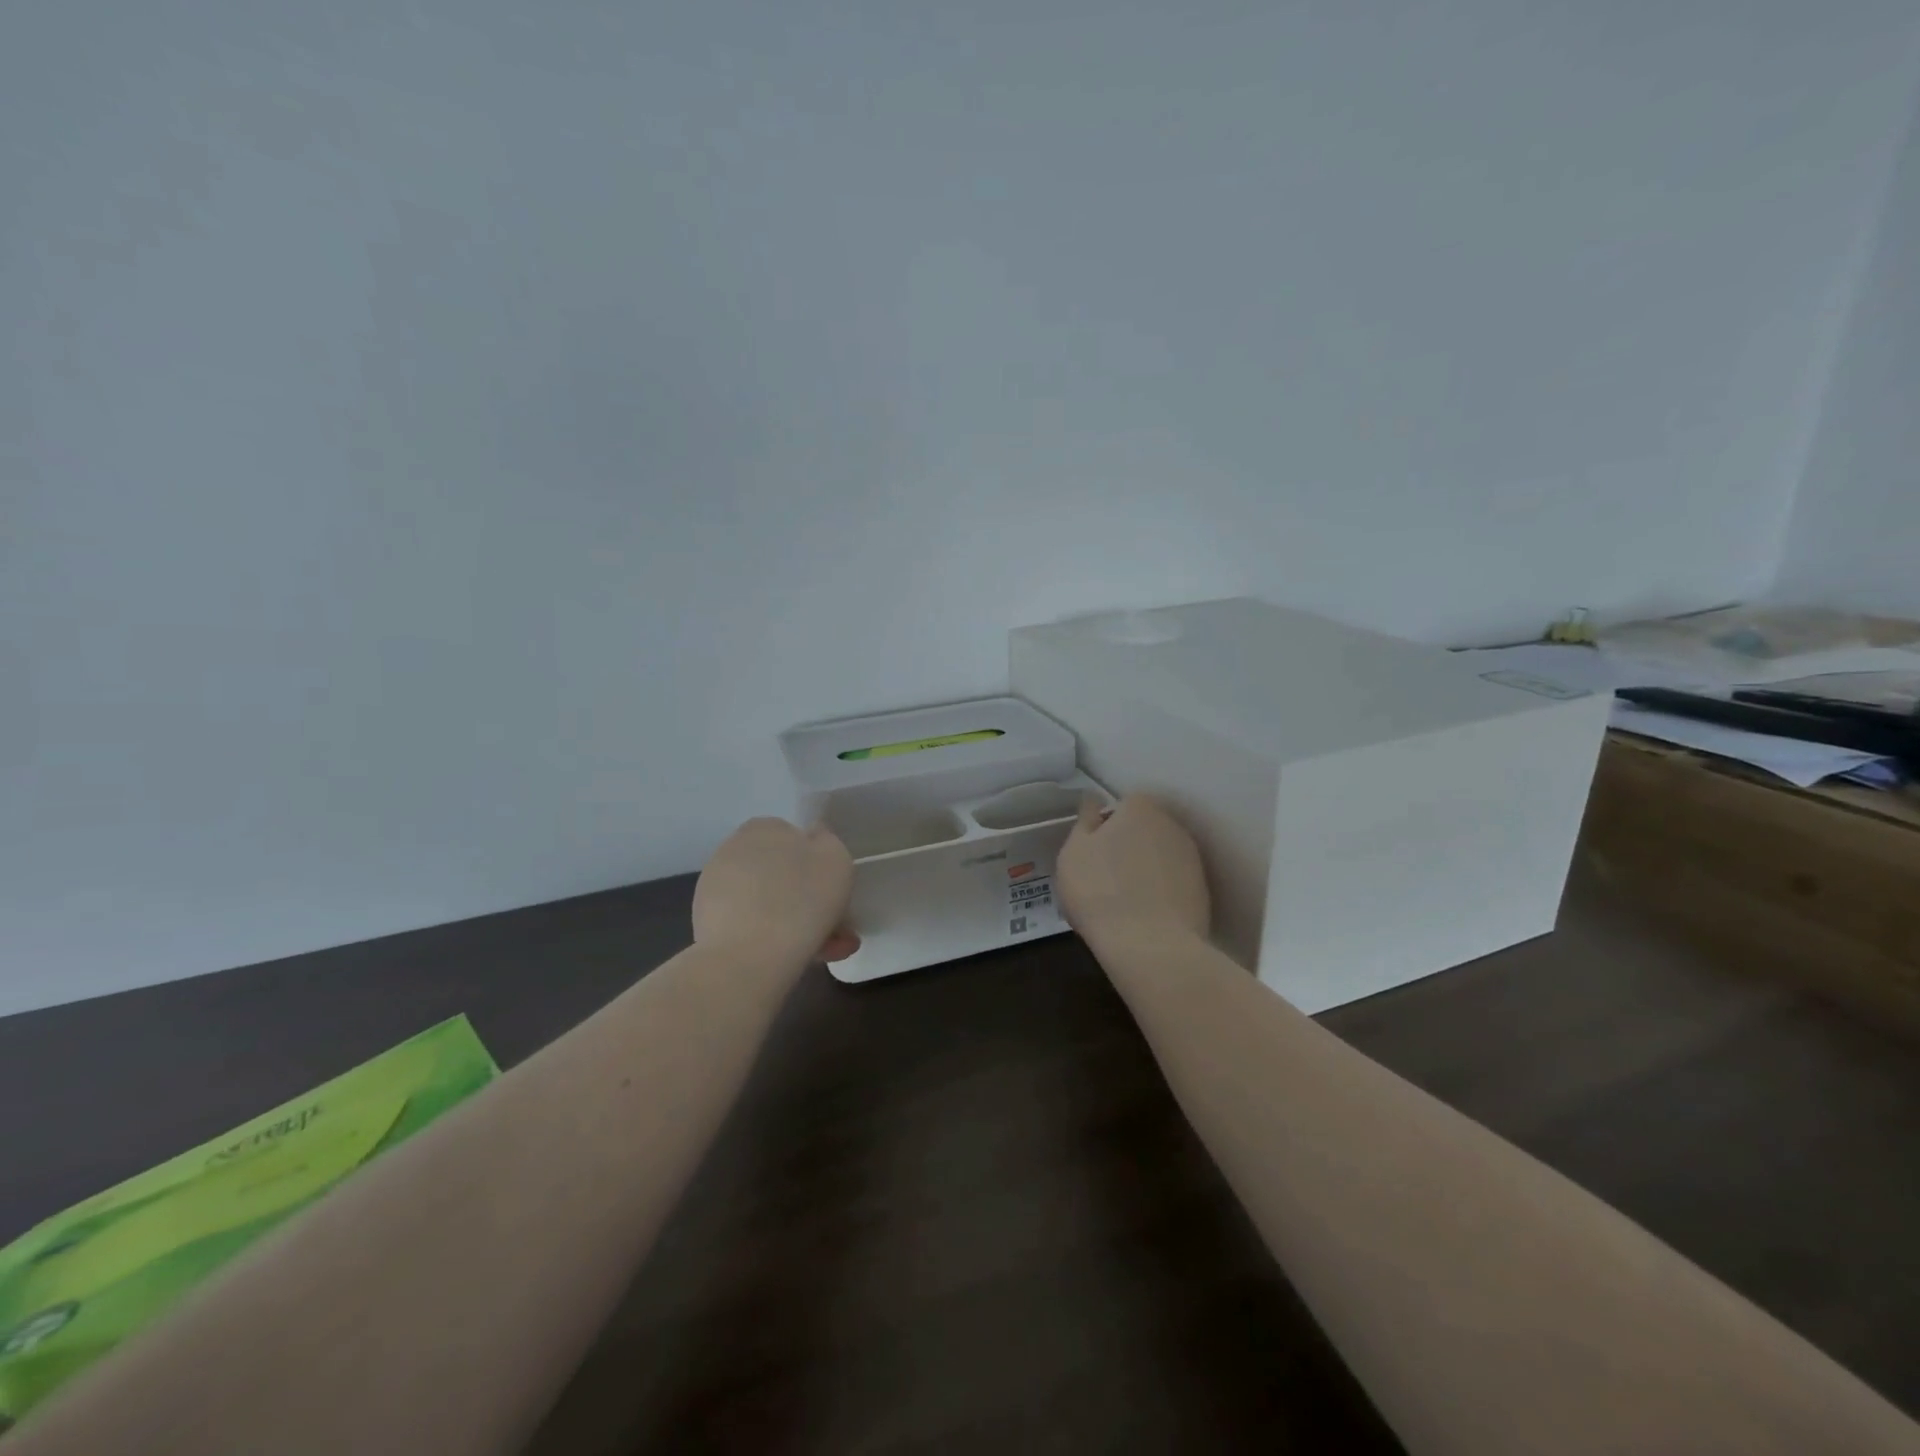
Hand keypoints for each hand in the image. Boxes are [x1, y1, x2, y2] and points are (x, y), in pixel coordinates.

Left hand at [693, 818, 859, 964]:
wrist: (747, 958)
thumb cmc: (801, 900)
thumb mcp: (835, 858)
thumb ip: (827, 841)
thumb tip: (813, 838)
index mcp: (763, 828)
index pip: (793, 839)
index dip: (816, 865)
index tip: (832, 892)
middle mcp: (733, 851)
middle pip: (782, 875)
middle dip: (809, 901)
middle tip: (836, 931)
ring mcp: (715, 889)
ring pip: (768, 905)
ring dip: (795, 924)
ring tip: (823, 953)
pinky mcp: (706, 924)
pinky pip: (750, 927)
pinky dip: (771, 940)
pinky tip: (793, 959)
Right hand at [1057, 793, 1209, 944]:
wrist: (1150, 946)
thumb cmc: (1099, 891)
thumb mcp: (1073, 852)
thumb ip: (1084, 820)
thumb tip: (1093, 798)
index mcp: (1140, 807)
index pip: (1121, 806)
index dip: (1104, 828)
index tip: (1091, 854)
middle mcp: (1172, 824)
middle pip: (1144, 830)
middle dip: (1127, 847)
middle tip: (1103, 878)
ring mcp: (1192, 858)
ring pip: (1160, 858)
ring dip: (1145, 870)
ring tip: (1124, 902)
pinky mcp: (1203, 891)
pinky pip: (1173, 884)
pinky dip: (1161, 894)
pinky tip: (1144, 917)